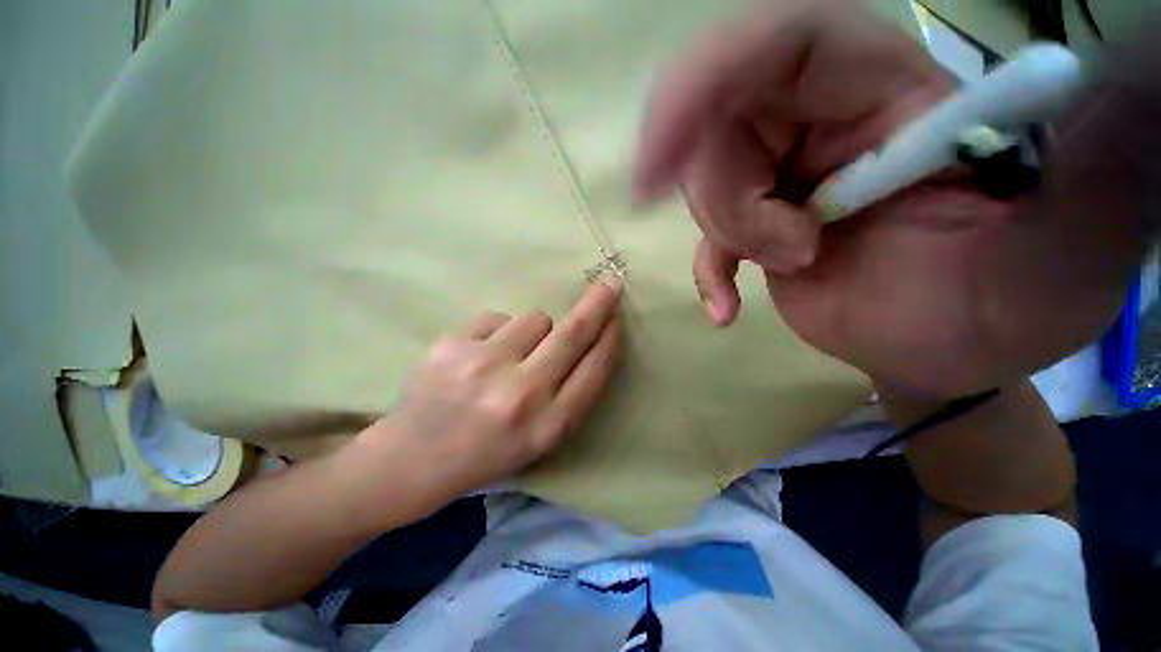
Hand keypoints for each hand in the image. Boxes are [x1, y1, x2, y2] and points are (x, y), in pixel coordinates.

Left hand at [362, 277, 623, 500]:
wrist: (412, 460)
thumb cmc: (487, 453)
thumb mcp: (541, 439)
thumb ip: (570, 394)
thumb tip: (589, 340)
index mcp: (548, 425)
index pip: (595, 369)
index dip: (610, 339)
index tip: (617, 317)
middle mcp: (521, 394)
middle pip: (573, 333)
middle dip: (598, 303)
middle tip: (611, 281)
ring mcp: (484, 366)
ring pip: (535, 318)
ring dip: (534, 331)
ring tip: (508, 357)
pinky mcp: (452, 345)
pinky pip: (497, 318)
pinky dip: (498, 332)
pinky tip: (477, 357)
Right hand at [634, 0, 1141, 397]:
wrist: (954, 349)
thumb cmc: (1008, 305)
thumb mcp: (1058, 242)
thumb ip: (1072, 161)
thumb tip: (1122, 70)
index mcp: (891, 90)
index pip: (775, 45)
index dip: (703, 85)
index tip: (654, 158)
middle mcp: (822, 117)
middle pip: (717, 123)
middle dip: (725, 194)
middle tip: (779, 250)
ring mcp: (780, 175)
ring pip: (704, 182)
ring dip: (729, 235)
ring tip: (792, 269)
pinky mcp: (756, 226)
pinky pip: (706, 238)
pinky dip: (707, 272)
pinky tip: (725, 309)